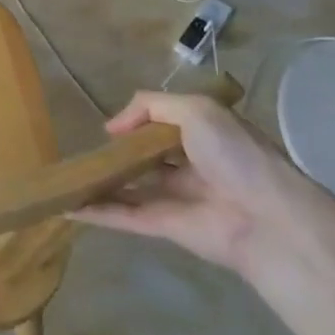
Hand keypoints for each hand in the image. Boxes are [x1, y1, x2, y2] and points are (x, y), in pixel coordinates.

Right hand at [70, 91, 319, 275]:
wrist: (267, 219)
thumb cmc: (236, 155)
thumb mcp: (196, 110)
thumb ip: (151, 106)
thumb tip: (113, 127)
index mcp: (205, 135)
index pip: (167, 125)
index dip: (140, 122)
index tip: (113, 126)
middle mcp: (191, 165)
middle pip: (147, 158)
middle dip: (120, 153)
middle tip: (83, 148)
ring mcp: (176, 198)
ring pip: (131, 188)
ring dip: (102, 182)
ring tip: (66, 176)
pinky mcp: (165, 227)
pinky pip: (125, 216)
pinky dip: (97, 212)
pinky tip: (67, 205)